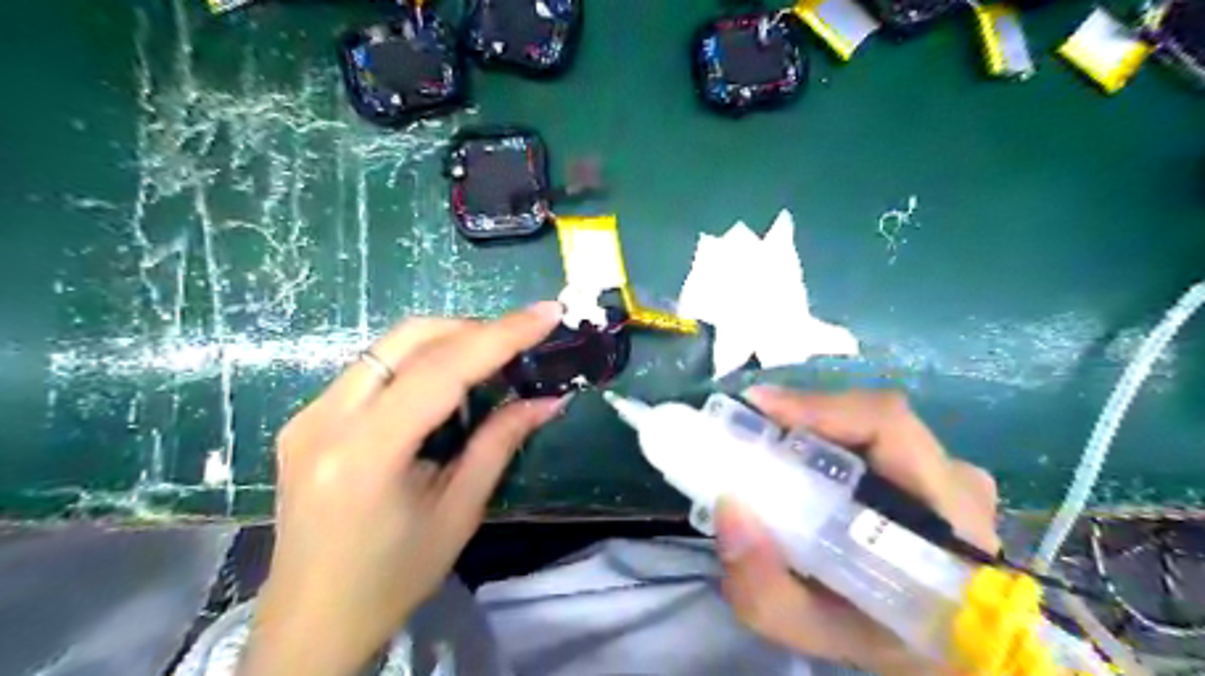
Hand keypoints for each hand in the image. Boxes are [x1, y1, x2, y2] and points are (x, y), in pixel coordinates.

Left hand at [244, 305, 570, 674]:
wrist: (311, 619)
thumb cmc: (393, 577)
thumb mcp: (460, 511)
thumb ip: (501, 443)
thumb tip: (549, 399)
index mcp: (366, 453)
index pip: (441, 370)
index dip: (500, 335)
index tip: (547, 314)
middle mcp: (325, 419)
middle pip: (408, 339)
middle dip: (472, 329)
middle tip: (520, 340)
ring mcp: (308, 414)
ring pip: (388, 347)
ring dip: (447, 341)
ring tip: (492, 360)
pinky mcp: (307, 418)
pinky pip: (373, 369)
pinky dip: (419, 362)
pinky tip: (447, 385)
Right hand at [714, 385, 997, 675]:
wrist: (940, 650)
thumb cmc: (886, 643)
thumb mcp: (817, 633)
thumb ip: (765, 591)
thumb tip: (728, 507)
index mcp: (948, 520)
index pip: (889, 427)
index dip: (819, 406)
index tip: (756, 406)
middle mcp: (958, 482)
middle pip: (873, 418)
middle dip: (802, 417)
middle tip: (748, 431)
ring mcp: (952, 472)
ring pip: (871, 426)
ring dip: (814, 430)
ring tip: (767, 447)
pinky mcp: (938, 470)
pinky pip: (875, 438)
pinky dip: (829, 441)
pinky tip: (800, 462)